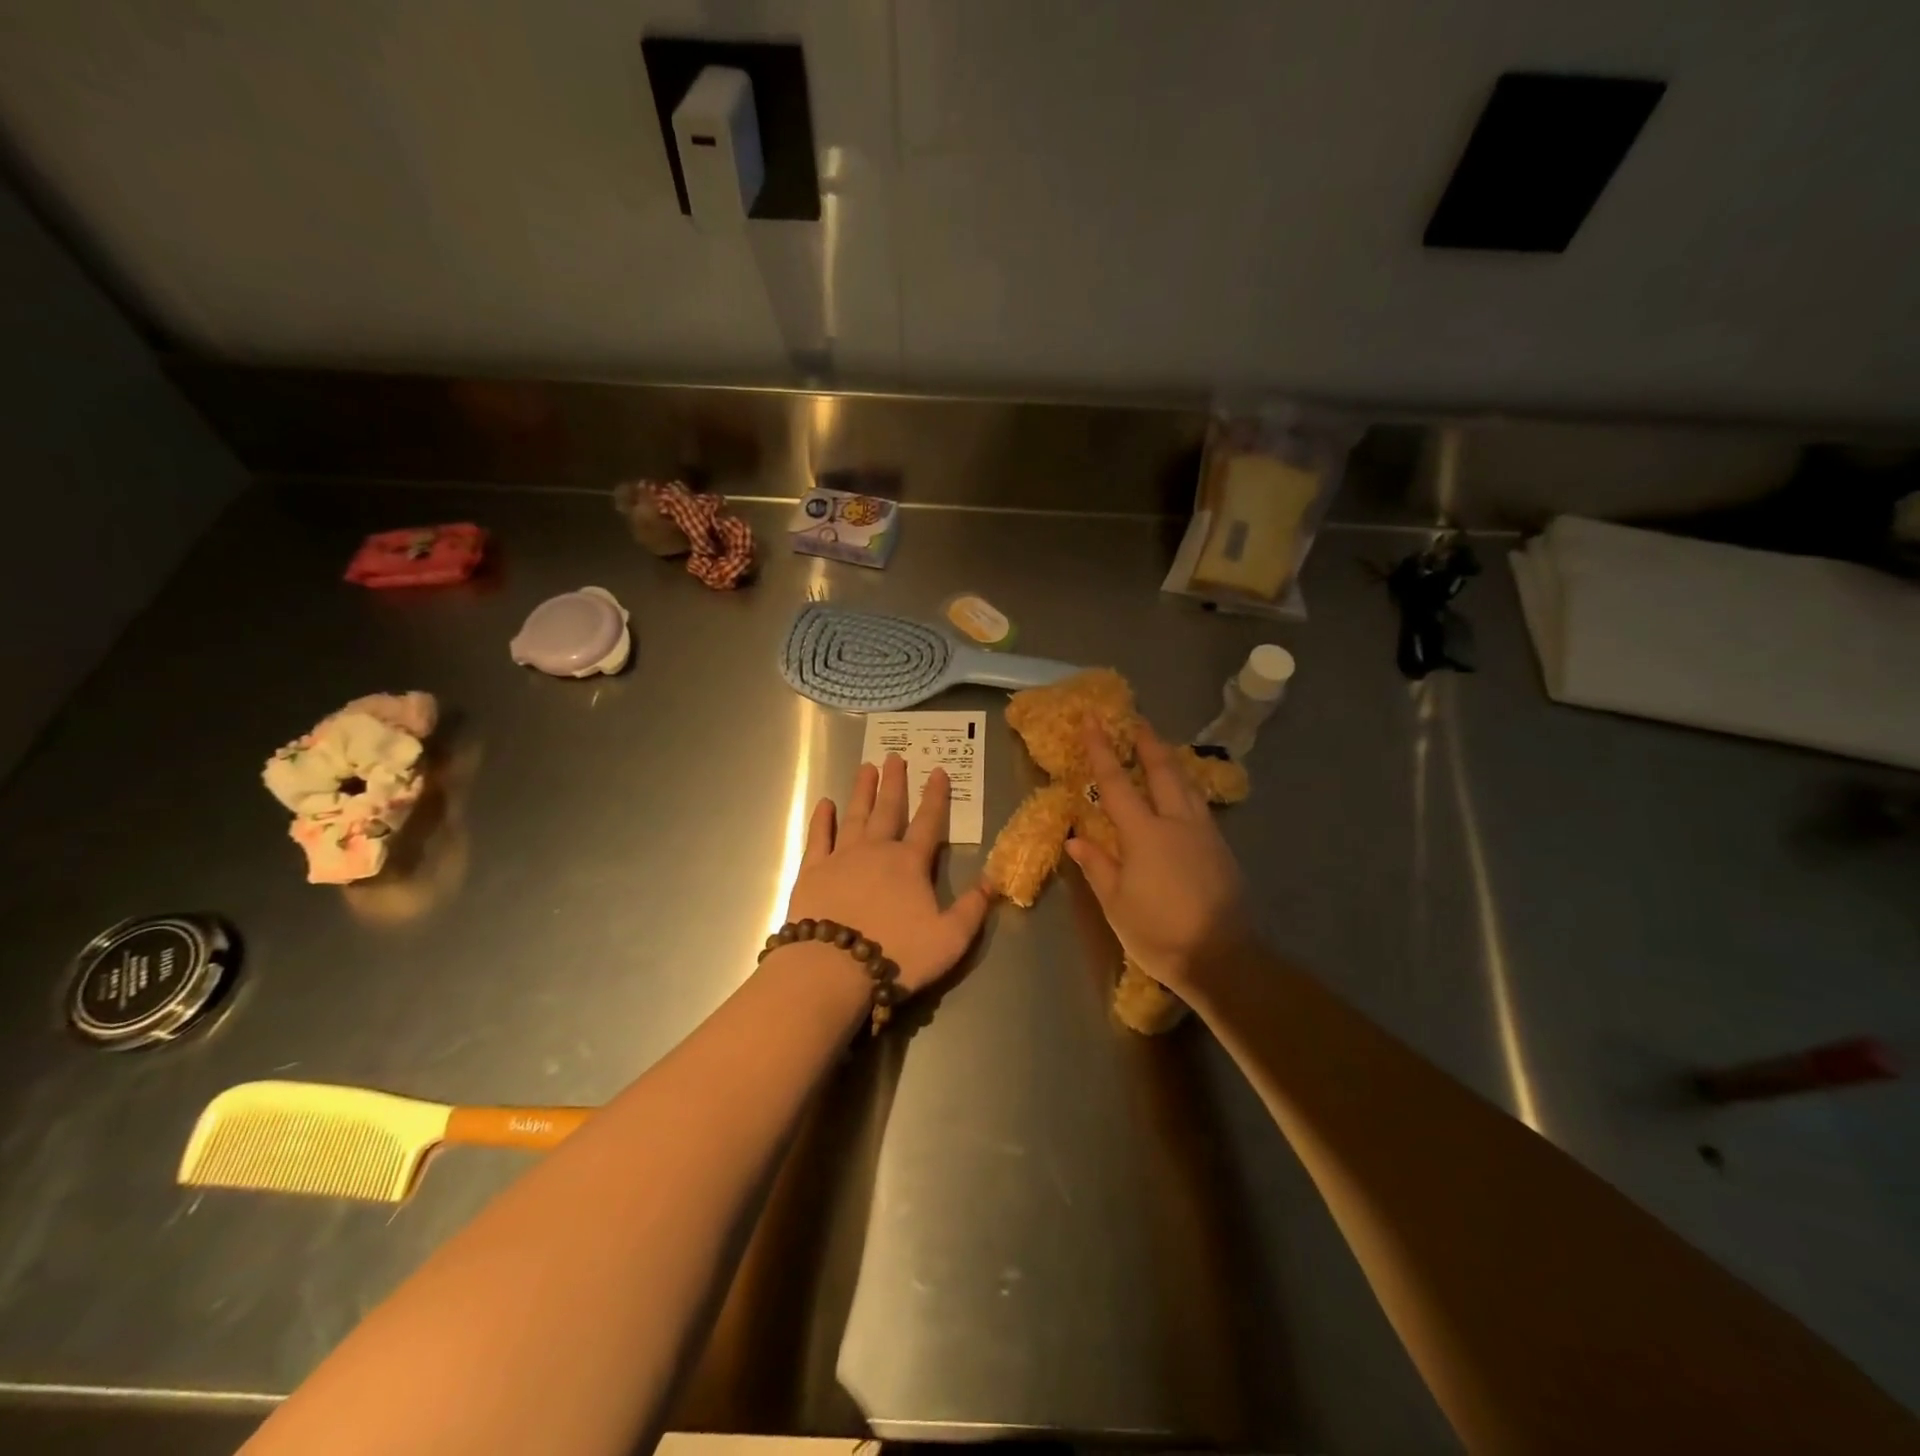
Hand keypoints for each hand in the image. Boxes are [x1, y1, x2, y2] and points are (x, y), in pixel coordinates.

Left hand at [784, 755, 991, 995]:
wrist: (833, 968)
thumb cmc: (896, 954)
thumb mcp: (950, 939)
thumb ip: (972, 909)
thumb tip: (993, 880)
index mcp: (910, 863)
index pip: (929, 822)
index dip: (936, 796)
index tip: (938, 771)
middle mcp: (876, 850)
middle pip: (888, 810)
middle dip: (895, 783)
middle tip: (895, 757)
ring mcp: (841, 857)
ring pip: (854, 815)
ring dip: (862, 791)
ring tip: (866, 767)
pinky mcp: (812, 872)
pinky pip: (818, 837)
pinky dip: (822, 819)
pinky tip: (824, 803)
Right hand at [1066, 720, 1254, 995]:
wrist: (1223, 958)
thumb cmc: (1159, 932)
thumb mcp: (1117, 904)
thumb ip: (1098, 866)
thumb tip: (1077, 838)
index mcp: (1145, 834)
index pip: (1117, 783)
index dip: (1102, 750)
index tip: (1093, 720)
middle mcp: (1177, 823)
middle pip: (1162, 771)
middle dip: (1147, 743)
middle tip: (1136, 721)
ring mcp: (1204, 833)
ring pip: (1186, 784)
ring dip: (1170, 762)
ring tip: (1159, 748)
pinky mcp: (1221, 848)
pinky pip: (1198, 805)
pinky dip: (1185, 787)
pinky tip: (1180, 793)